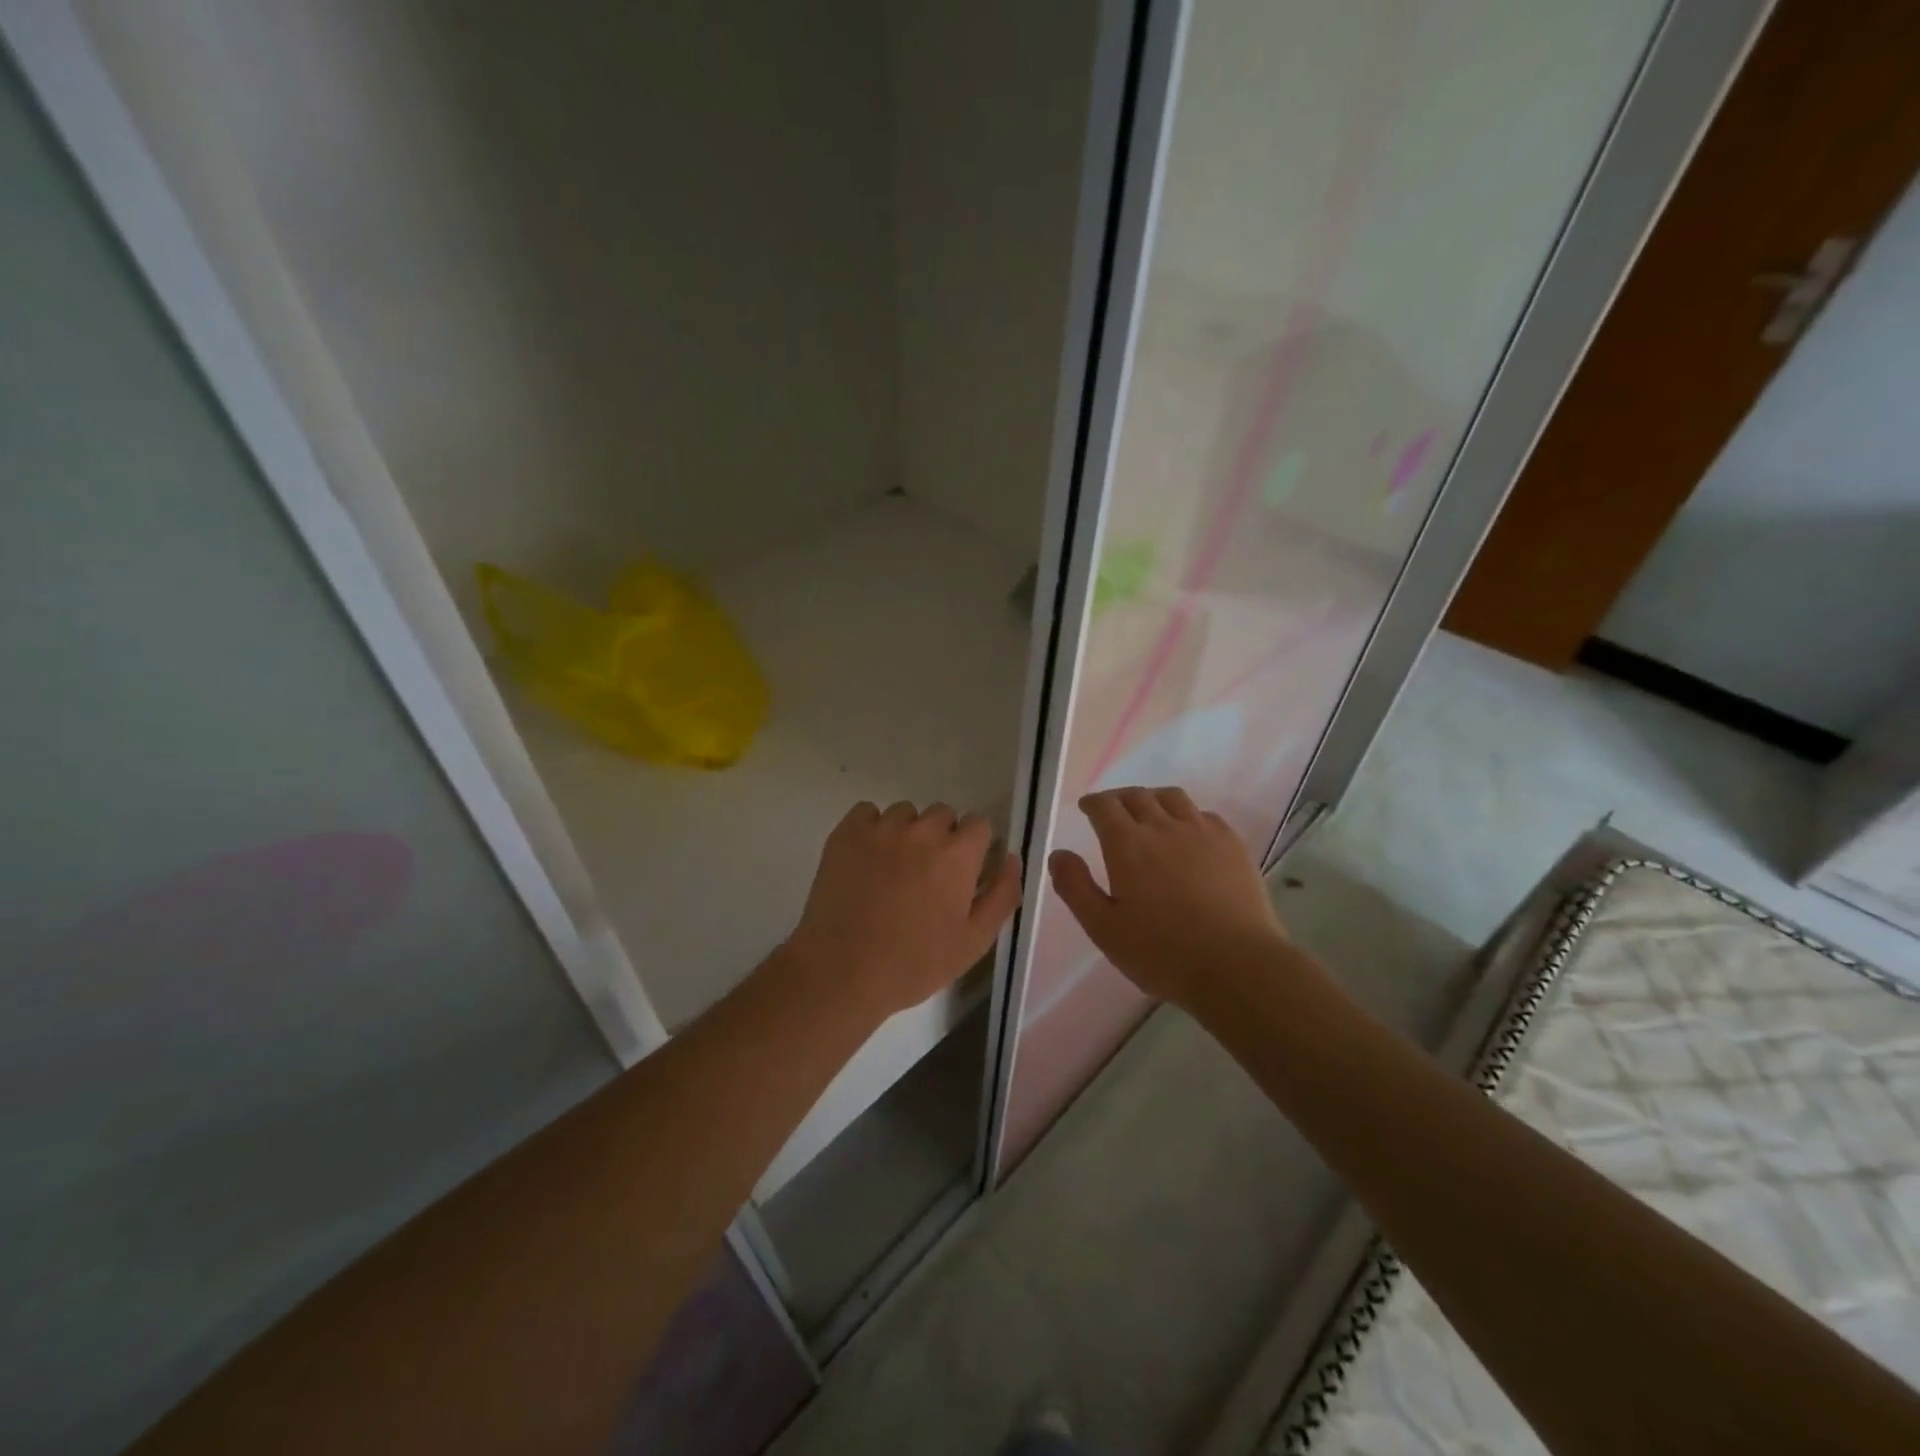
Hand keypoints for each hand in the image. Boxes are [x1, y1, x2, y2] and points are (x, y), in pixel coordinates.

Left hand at [784, 801, 1023, 1023]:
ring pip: (905, 813)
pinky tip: (867, 859)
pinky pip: (867, 812)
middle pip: (943, 814)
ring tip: (894, 868)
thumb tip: (1012, 858)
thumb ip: (1002, 895)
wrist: (841, 972)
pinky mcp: (846, 833)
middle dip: (942, 837)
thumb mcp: (974, 942)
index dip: (974, 846)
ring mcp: (881, 829)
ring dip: (907, 832)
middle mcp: (922, 831)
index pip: (979, 823)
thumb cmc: (914, 963)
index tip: (963, 871)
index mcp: (957, 855)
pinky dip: (871, 828)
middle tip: (927, 875)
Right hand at [1049, 787, 1288, 1006]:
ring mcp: (1202, 832)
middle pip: (1137, 796)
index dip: (1093, 803)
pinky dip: (1187, 816)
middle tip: (1112, 811)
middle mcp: (1163, 827)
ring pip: (1173, 798)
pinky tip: (1189, 834)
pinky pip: (1204, 815)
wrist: (1237, 966)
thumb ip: (1075, 888)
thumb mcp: (1104, 929)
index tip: (1087, 808)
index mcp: (1127, 844)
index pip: (1105, 806)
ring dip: (1153, 799)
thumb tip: (1059, 855)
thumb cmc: (1162, 953)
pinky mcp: (1232, 844)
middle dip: (1119, 798)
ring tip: (1149, 813)